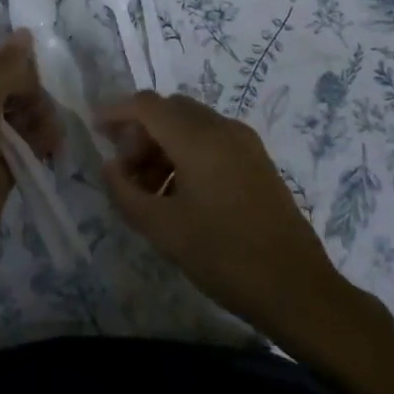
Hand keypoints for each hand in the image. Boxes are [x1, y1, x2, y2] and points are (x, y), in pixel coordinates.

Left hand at [0, 30, 61, 280]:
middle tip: (43, 113)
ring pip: (17, 119)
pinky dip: (38, 144)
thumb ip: (4, 70)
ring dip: (39, 121)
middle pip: (4, 91)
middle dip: (30, 97)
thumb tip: (23, 32)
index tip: (32, 79)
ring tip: (53, 136)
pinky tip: (54, 148)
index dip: (9, 68)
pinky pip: (22, 147)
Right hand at [98, 92, 350, 339]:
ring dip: (164, 144)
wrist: (296, 289)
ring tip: (150, 189)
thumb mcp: (162, 229)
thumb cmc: (224, 256)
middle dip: (141, 132)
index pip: (147, 105)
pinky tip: (181, 193)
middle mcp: (223, 128)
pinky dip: (188, 152)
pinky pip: (213, 139)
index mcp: (198, 139)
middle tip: (126, 170)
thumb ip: (125, 192)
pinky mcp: (258, 160)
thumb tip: (110, 167)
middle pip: (170, 110)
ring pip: (192, 124)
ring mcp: (245, 142)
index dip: (117, 112)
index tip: (96, 131)